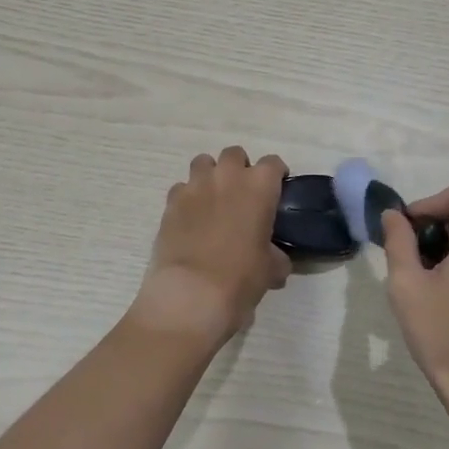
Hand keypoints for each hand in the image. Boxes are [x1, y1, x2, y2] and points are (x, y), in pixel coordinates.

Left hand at [130, 146, 290, 347]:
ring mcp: (195, 186)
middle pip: (235, 154)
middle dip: (239, 169)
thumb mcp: (270, 270)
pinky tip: (190, 219)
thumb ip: (276, 257)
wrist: (191, 294)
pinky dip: (187, 197)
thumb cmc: (240, 278)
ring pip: (203, 163)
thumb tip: (277, 261)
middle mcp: (227, 176)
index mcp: (259, 186)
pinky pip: (181, 188)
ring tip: (213, 200)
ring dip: (211, 175)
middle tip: (242, 194)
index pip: (273, 163)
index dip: (275, 175)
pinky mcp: (171, 202)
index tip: (276, 190)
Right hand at [382, 180, 448, 422]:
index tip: (408, 231)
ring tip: (424, 276)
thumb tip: (393, 215)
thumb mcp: (407, 284)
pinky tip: (445, 290)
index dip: (429, 202)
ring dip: (447, 241)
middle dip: (435, 223)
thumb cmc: (443, 335)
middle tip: (409, 256)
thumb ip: (398, 240)